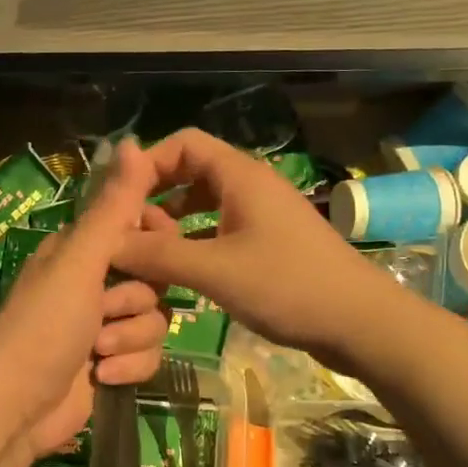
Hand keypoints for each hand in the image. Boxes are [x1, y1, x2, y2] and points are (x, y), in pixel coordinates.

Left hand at [0, 140, 169, 464]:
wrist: (16, 408)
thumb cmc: (44, 326)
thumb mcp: (80, 262)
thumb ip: (112, 207)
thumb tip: (134, 141)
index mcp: (79, 250)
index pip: (136, 227)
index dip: (153, 241)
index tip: (159, 250)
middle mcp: (92, 283)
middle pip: (153, 279)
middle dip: (135, 302)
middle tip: (106, 311)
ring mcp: (103, 325)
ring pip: (155, 320)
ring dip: (130, 338)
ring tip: (98, 351)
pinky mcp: (112, 363)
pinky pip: (148, 355)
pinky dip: (129, 366)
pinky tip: (103, 376)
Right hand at [111, 128, 399, 367]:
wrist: (360, 323)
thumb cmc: (288, 286)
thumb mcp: (215, 270)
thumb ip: (159, 254)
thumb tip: (107, 243)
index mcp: (241, 176)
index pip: (183, 143)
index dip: (146, 164)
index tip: (118, 201)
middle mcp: (251, 186)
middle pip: (191, 172)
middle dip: (155, 196)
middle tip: (126, 231)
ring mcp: (263, 216)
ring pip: (205, 204)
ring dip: (173, 222)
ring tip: (146, 253)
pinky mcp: (270, 244)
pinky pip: (220, 229)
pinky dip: (195, 241)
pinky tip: (180, 271)